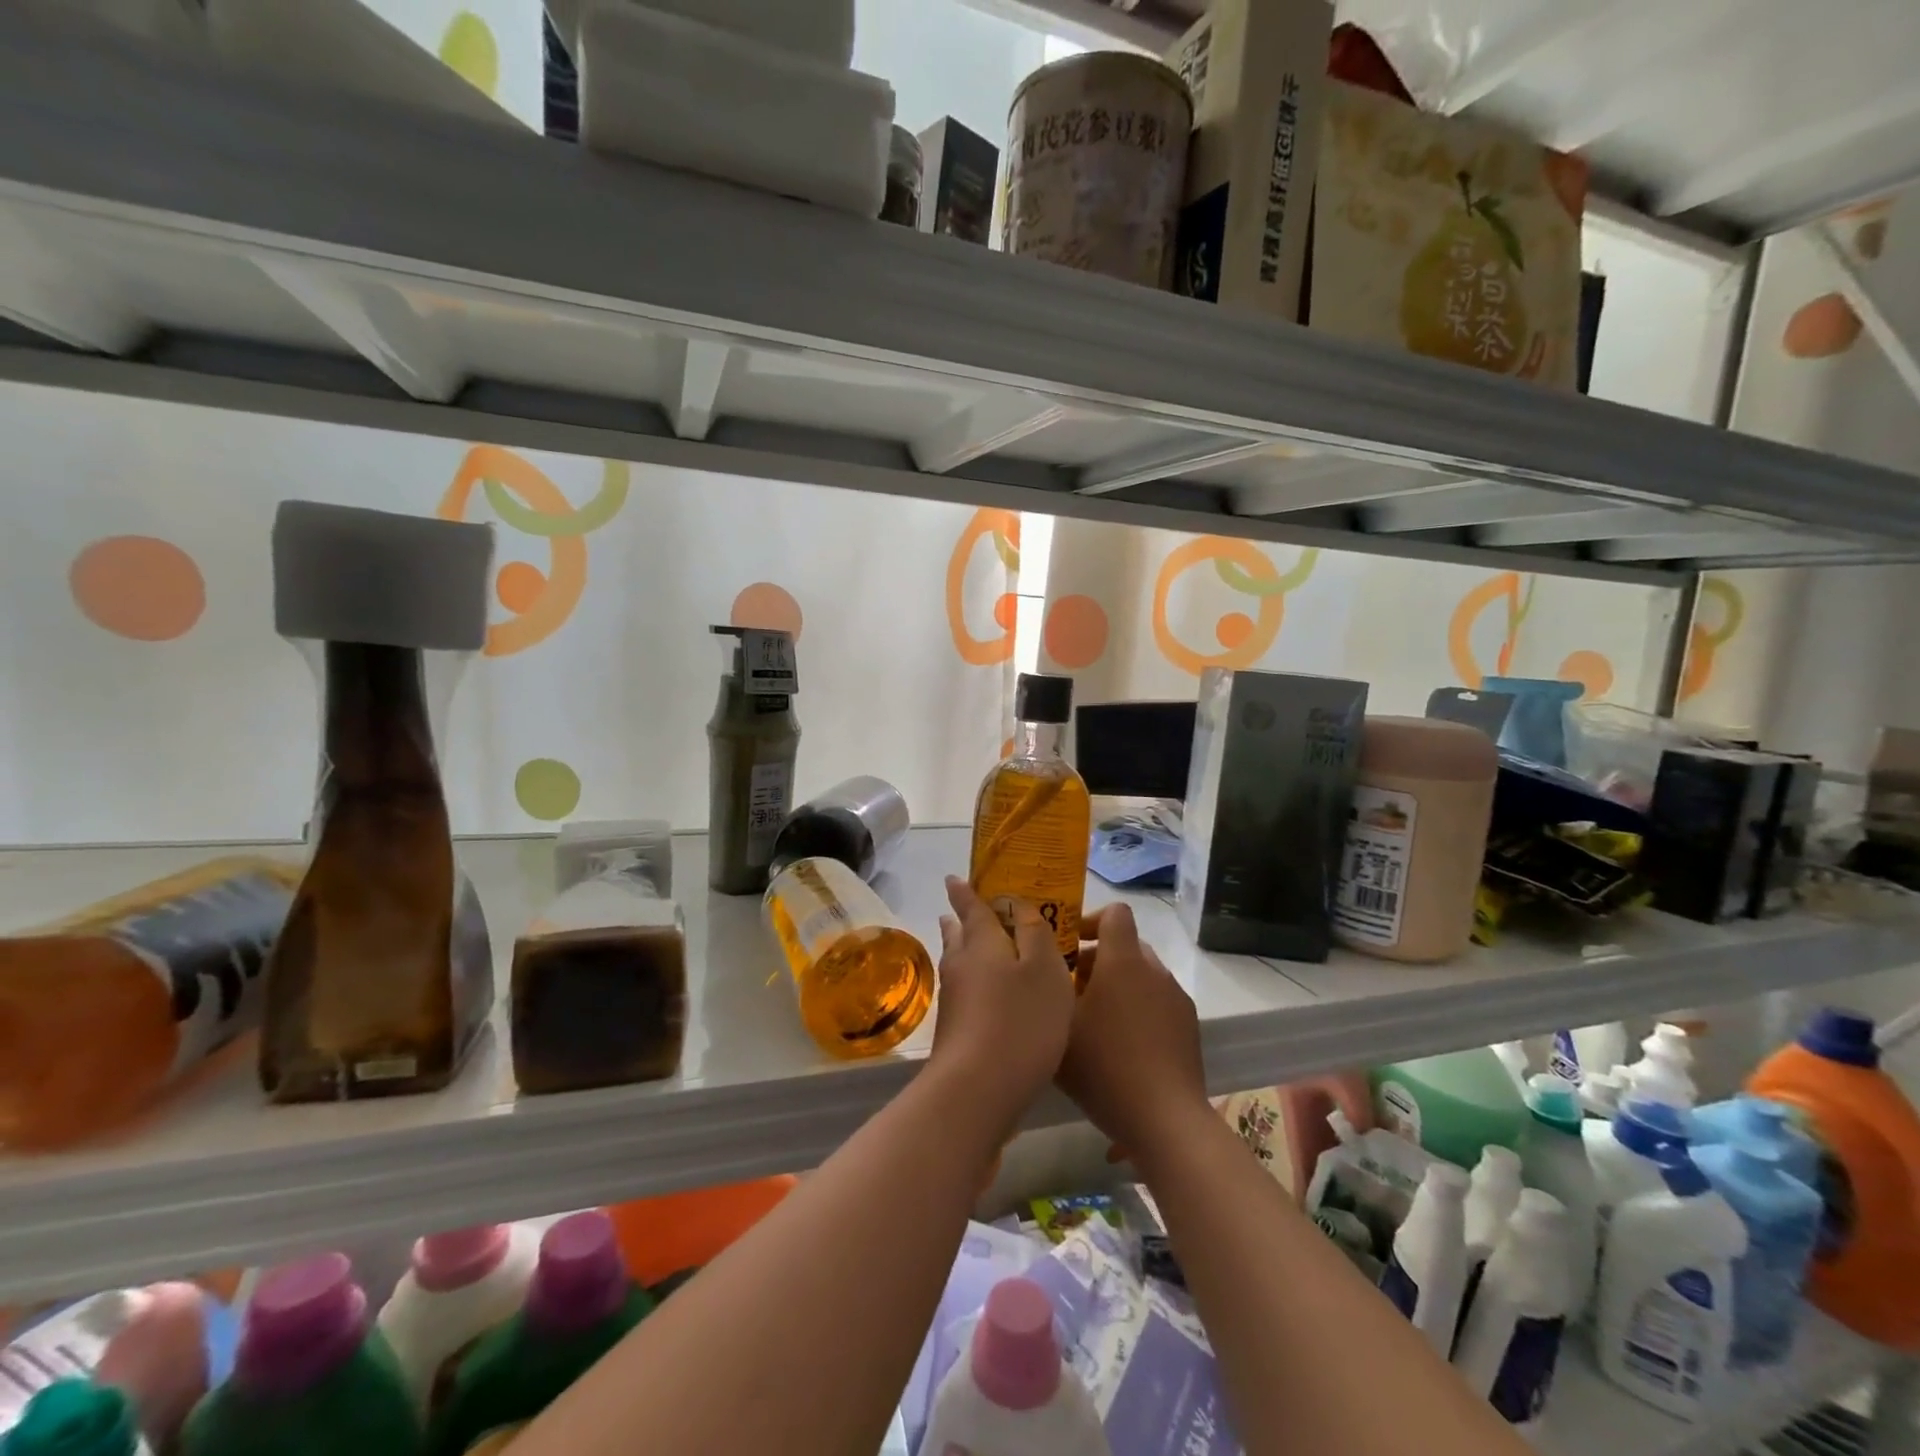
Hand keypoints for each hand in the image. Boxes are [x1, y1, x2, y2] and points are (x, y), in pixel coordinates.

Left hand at [931, 876, 1074, 1132]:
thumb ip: (1035, 933)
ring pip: (958, 963)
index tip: (954, 878)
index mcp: (982, 942)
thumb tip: (1018, 905)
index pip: (971, 907)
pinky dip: (973, 981)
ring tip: (972, 944)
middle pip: (959, 935)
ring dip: (964, 949)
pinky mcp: (953, 1029)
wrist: (978, 1088)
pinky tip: (986, 994)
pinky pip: (963, 990)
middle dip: (962, 921)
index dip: (964, 891)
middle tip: (964, 910)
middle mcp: (961, 964)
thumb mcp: (1044, 969)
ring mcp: (953, 999)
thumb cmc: (1021, 1020)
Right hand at [1058, 903, 1207, 1168]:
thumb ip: (1048, 990)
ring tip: (1094, 1022)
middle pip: (1126, 945)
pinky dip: (1138, 1010)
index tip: (1068, 947)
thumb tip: (1045, 969)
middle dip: (1098, 959)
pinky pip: (1158, 1002)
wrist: (1165, 1120)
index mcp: (1123, 961)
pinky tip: (1121, 1048)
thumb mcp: (1058, 1027)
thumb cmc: (1105, 1066)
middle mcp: (1154, 970)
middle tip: (1071, 990)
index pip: (1115, 913)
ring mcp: (1176, 998)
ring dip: (1118, 986)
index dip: (1090, 920)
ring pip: (1142, 975)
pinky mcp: (1189, 1027)